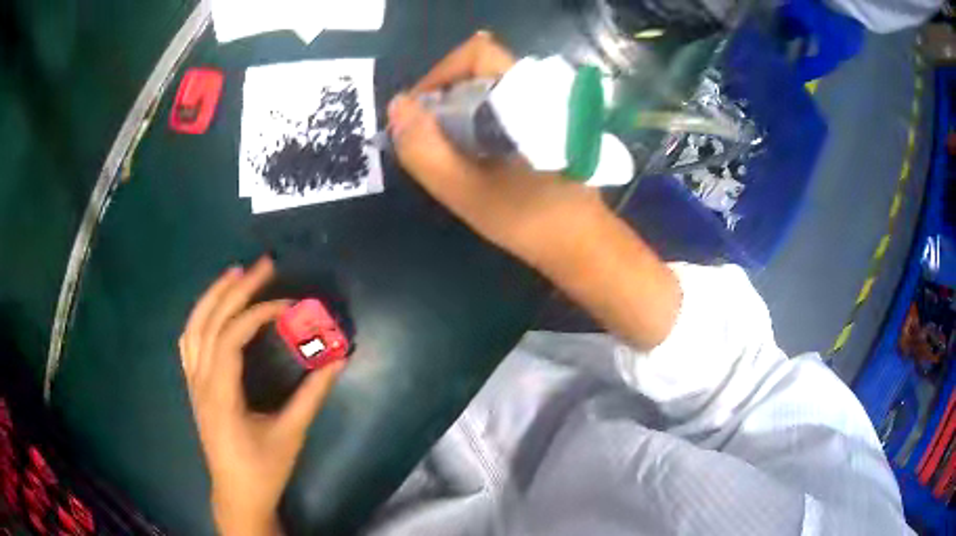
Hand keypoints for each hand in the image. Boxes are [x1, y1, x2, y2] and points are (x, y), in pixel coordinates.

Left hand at [179, 257, 344, 535]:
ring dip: (213, 296)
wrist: (237, 493)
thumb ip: (313, 395)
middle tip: (263, 265)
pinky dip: (199, 318)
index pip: (231, 338)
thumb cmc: (263, 468)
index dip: (258, 313)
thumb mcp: (291, 434)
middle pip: (210, 323)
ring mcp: (193, 383)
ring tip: (234, 273)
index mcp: (220, 394)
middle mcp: (200, 382)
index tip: (290, 304)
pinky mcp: (194, 386)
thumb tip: (337, 360)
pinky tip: (211, 308)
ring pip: (194, 328)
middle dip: (236, 290)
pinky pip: (189, 343)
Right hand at [388, 31, 606, 268]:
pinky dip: (479, 120)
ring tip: (449, 149)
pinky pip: (503, 105)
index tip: (419, 113)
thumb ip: (423, 147)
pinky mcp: (549, 123)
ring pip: (490, 89)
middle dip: (445, 97)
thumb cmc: (527, 218)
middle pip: (479, 70)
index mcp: (525, 94)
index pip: (476, 53)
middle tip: (430, 138)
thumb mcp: (463, 190)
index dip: (439, 74)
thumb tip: (398, 105)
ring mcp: (548, 106)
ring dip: (460, 111)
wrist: (580, 243)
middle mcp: (540, 89)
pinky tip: (474, 153)